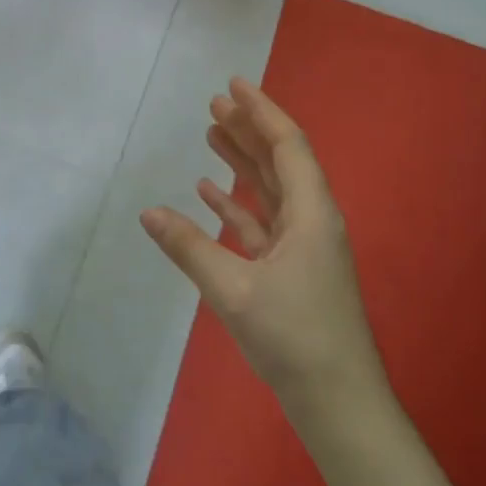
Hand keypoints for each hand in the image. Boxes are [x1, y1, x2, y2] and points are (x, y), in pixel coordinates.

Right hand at [140, 77, 392, 429]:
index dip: (261, 111)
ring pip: (270, 190)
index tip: (233, 84)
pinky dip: (237, 204)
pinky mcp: (291, 270)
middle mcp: (311, 220)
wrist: (337, 401)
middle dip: (247, 130)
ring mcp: (303, 246)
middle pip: (279, 161)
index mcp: (311, 213)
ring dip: (241, 162)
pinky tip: (209, 193)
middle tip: (213, 105)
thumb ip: (189, 247)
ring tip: (211, 134)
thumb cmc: (293, 337)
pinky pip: (261, 222)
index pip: (286, 145)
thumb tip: (148, 212)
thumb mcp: (233, 289)